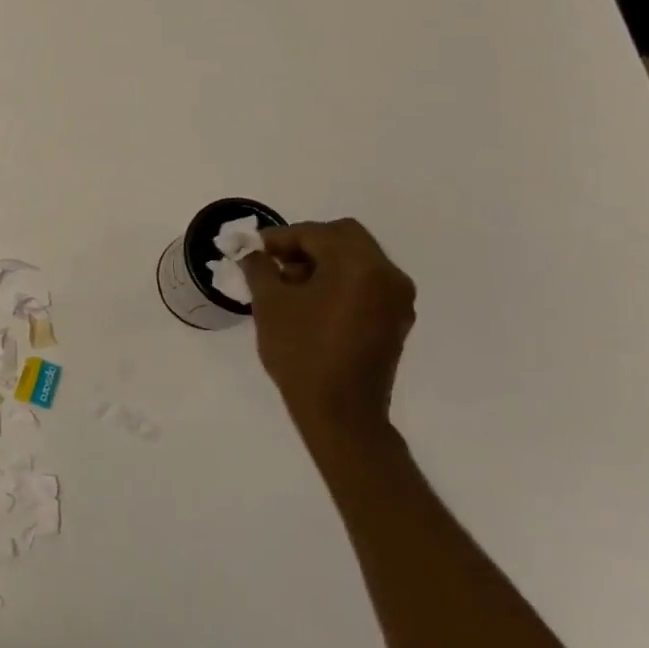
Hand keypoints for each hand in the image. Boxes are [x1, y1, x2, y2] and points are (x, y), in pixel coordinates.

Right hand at [240, 218, 415, 454]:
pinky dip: (340, 281)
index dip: (280, 237)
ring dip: (323, 261)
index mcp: (359, 265)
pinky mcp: (396, 319)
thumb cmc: (302, 353)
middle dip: (306, 244)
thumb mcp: (270, 304)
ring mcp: (397, 298)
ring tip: (289, 285)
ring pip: (357, 259)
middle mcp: (387, 274)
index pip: (315, 233)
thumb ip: (259, 267)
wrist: (341, 414)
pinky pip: (367, 283)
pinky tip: (312, 302)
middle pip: (344, 237)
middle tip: (274, 262)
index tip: (253, 249)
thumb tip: (251, 252)